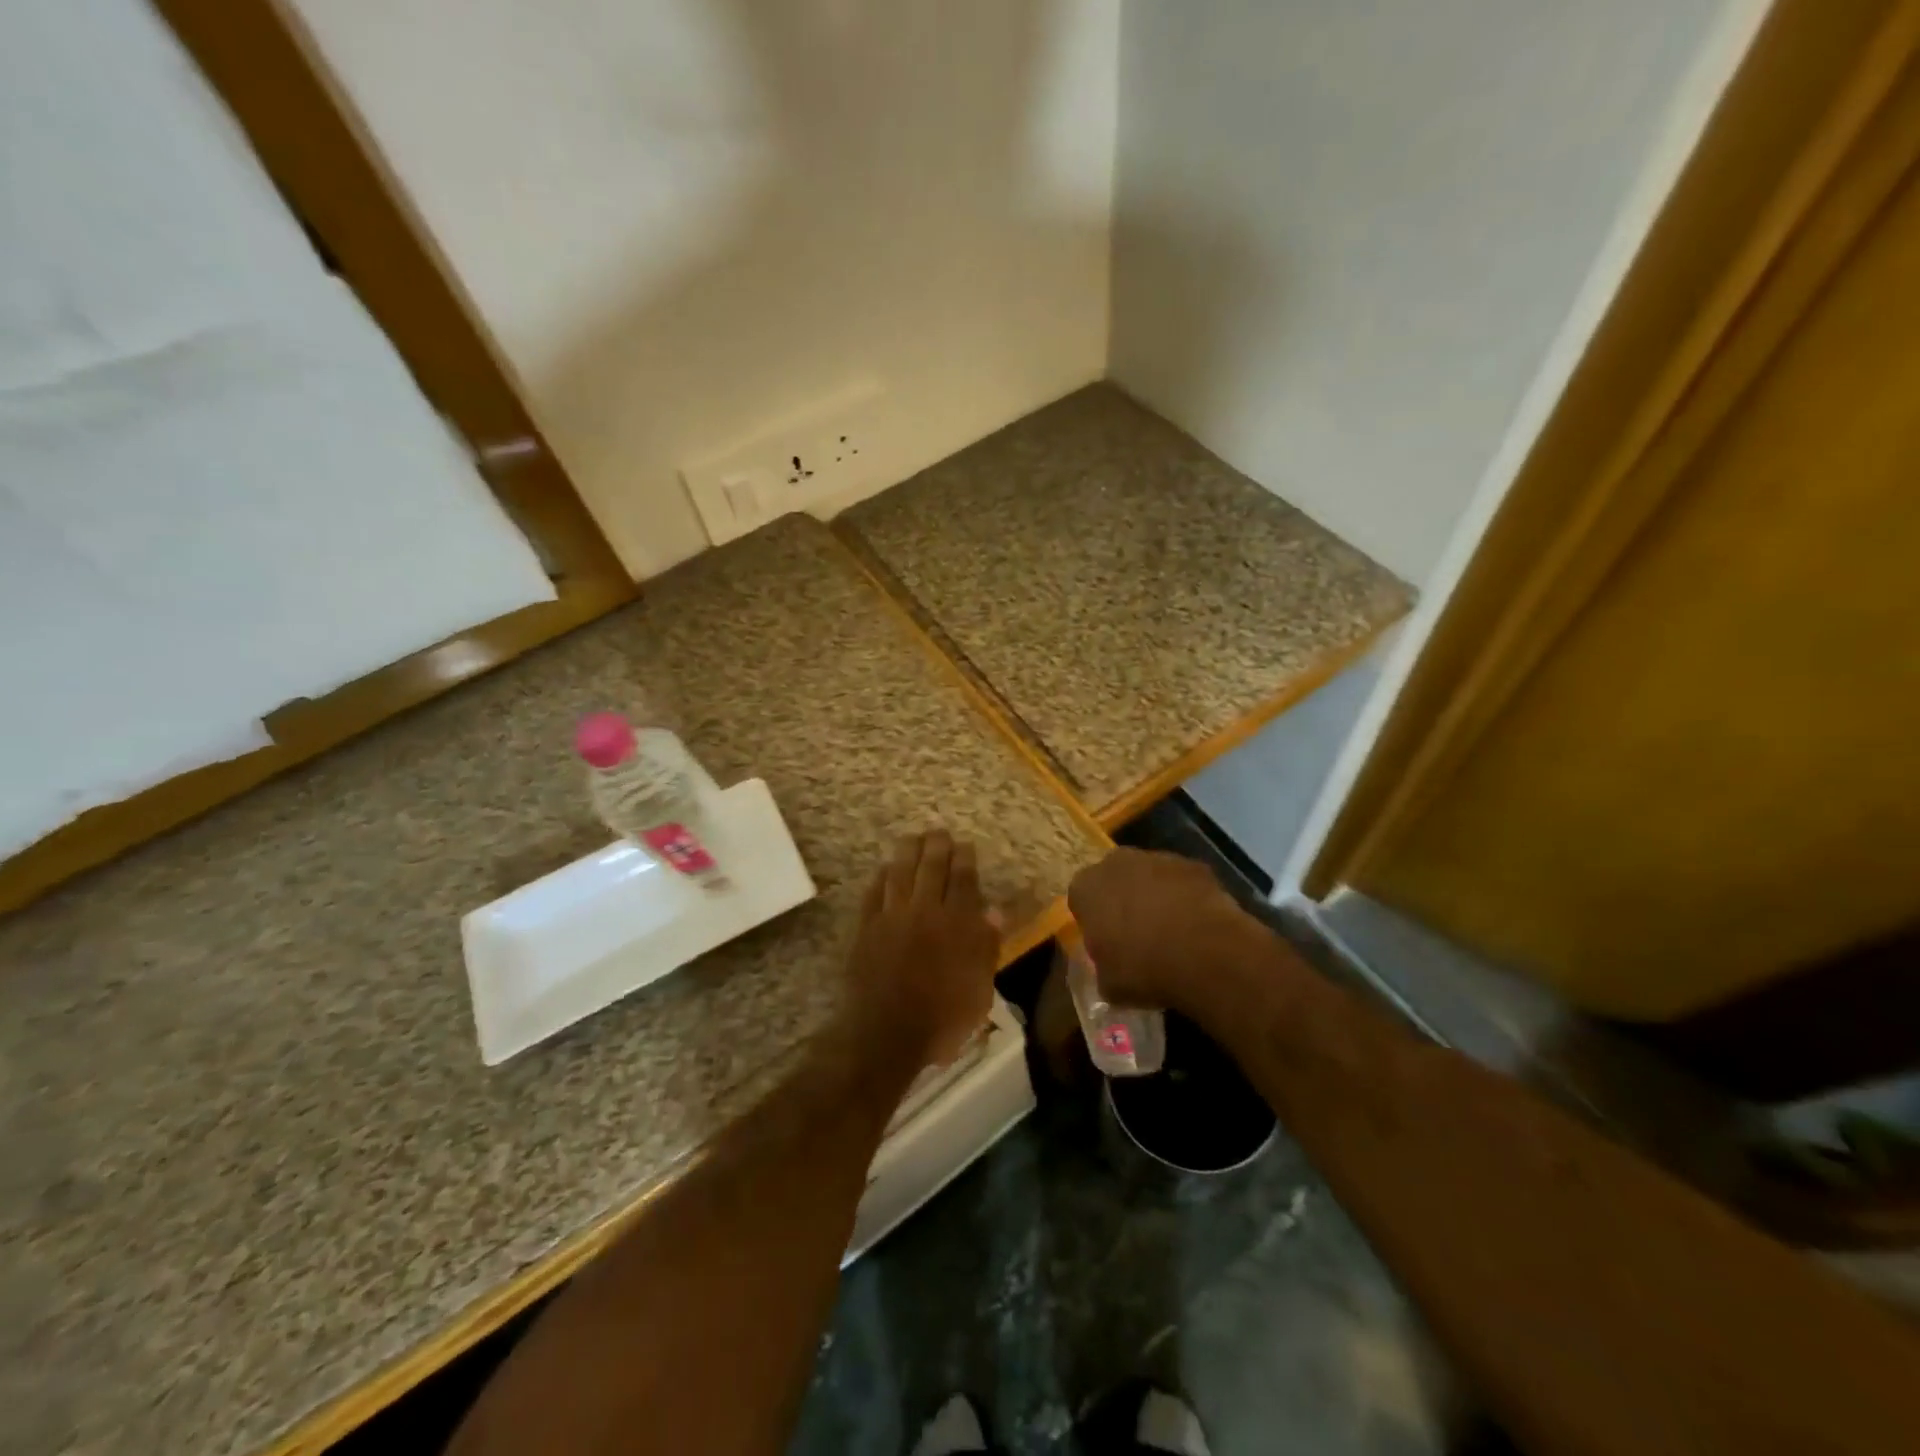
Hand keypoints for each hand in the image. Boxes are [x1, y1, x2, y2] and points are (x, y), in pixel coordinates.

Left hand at [843, 830, 998, 1068]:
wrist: (886, 1034)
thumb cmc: (942, 1019)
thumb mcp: (979, 990)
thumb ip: (986, 947)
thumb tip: (993, 911)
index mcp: (957, 924)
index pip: (963, 880)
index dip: (964, 859)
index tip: (965, 845)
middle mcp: (925, 911)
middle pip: (931, 868)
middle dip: (937, 846)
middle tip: (939, 832)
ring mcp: (892, 917)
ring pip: (900, 872)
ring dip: (907, 851)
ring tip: (912, 838)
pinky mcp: (866, 928)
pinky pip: (874, 893)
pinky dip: (881, 877)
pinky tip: (884, 869)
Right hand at [1067, 848, 1255, 1015]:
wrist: (1204, 954)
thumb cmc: (1143, 968)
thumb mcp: (1109, 984)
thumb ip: (1103, 969)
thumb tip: (1110, 970)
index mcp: (1086, 887)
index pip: (1081, 898)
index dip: (1093, 920)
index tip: (1105, 942)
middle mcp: (1116, 863)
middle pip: (1114, 879)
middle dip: (1123, 899)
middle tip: (1137, 933)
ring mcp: (1158, 858)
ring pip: (1150, 876)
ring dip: (1156, 896)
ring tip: (1172, 932)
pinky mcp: (1194, 865)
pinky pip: (1183, 882)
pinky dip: (1187, 898)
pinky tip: (1197, 926)